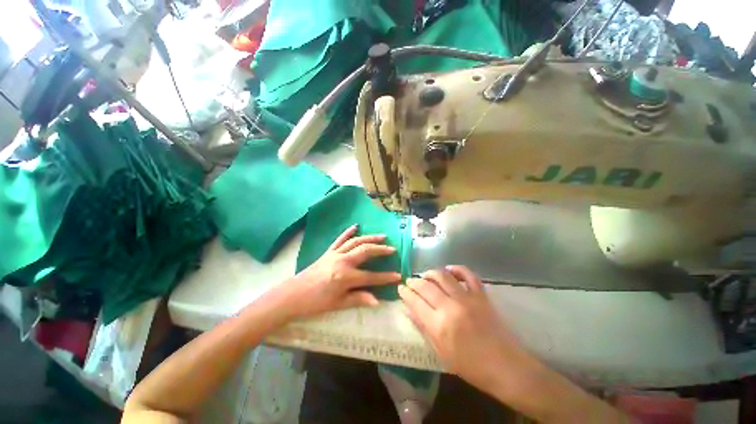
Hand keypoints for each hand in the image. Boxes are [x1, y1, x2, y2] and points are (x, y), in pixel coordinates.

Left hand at [276, 225, 401, 319]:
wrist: (292, 295)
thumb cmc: (315, 302)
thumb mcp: (338, 304)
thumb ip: (358, 299)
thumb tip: (378, 301)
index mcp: (345, 276)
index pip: (371, 276)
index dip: (386, 277)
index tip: (398, 276)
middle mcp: (342, 261)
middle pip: (366, 251)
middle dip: (381, 250)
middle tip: (392, 249)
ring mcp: (335, 254)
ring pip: (356, 242)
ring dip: (370, 238)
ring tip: (382, 236)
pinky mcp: (328, 251)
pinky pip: (340, 239)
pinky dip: (348, 232)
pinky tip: (355, 226)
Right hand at [398, 266, 527, 391]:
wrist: (505, 367)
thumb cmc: (470, 366)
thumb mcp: (441, 352)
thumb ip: (423, 328)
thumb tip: (408, 310)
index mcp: (439, 325)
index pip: (415, 301)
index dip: (405, 293)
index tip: (401, 289)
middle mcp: (451, 306)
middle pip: (426, 286)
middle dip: (414, 282)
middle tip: (410, 282)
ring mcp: (467, 298)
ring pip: (443, 276)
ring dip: (431, 273)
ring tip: (425, 276)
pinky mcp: (481, 295)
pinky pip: (468, 274)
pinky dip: (457, 269)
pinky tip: (449, 270)